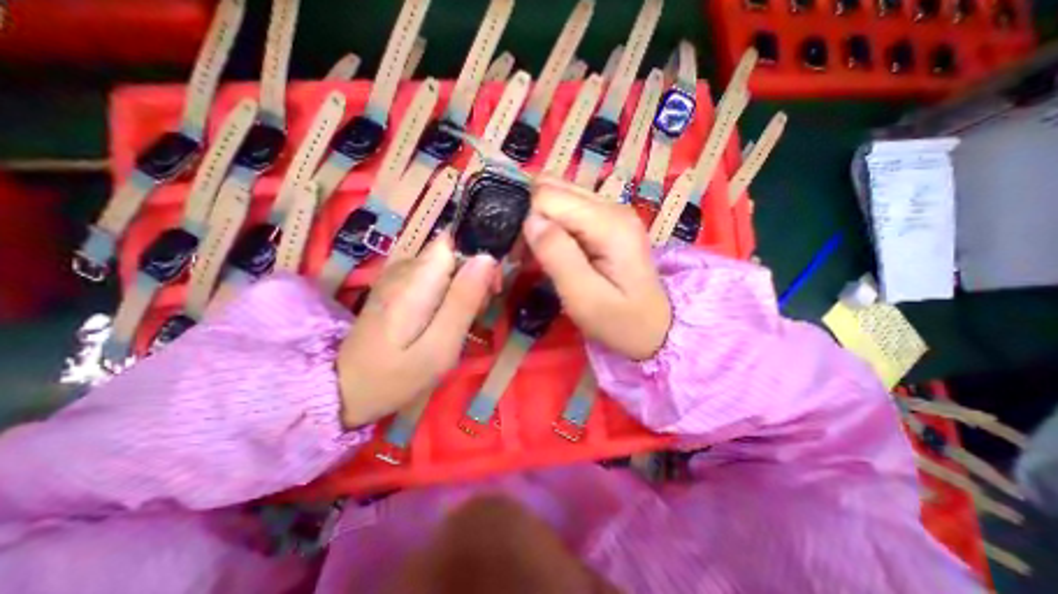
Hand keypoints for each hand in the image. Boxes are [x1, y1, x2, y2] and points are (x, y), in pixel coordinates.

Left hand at [336, 235, 498, 426]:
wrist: (344, 389)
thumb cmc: (396, 375)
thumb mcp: (440, 346)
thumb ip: (464, 300)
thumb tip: (487, 258)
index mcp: (417, 279)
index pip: (456, 244)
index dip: (478, 263)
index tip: (489, 292)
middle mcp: (404, 267)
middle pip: (452, 255)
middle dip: (472, 279)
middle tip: (474, 316)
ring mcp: (396, 276)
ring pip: (444, 266)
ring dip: (460, 288)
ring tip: (457, 322)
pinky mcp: (394, 286)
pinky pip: (431, 277)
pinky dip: (444, 293)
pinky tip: (440, 318)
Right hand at [521, 177, 667, 358]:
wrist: (655, 328)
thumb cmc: (620, 321)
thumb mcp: (584, 297)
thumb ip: (557, 256)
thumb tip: (530, 220)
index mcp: (609, 223)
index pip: (548, 196)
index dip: (528, 221)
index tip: (521, 255)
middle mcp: (611, 206)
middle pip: (553, 188)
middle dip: (530, 216)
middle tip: (524, 254)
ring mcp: (611, 211)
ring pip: (558, 196)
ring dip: (539, 221)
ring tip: (535, 255)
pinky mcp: (607, 221)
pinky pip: (567, 210)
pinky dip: (551, 226)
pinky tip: (551, 250)